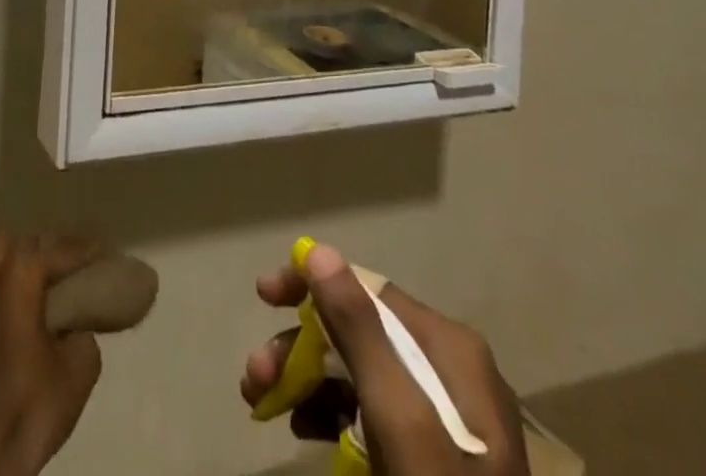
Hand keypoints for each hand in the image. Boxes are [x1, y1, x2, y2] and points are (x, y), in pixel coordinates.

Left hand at [0, 233, 104, 475]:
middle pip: (12, 243)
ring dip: (14, 268)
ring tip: (40, 292)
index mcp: (15, 282)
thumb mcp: (78, 372)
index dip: (77, 250)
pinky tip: (16, 320)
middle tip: (63, 269)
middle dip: (39, 249)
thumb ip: (82, 335)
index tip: (97, 252)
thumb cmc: (29, 409)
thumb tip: (74, 329)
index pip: (50, 250)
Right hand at [240, 241, 528, 475]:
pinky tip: (298, 426)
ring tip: (260, 401)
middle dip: (300, 346)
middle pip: (356, 332)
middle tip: (255, 373)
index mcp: (451, 350)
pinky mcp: (427, 458)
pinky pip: (366, 413)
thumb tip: (319, 251)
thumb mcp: (402, 423)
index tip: (264, 297)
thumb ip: (362, 333)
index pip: (367, 289)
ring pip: (356, 373)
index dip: (311, 285)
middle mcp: (448, 371)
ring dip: (303, 378)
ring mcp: (440, 418)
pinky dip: (326, 412)